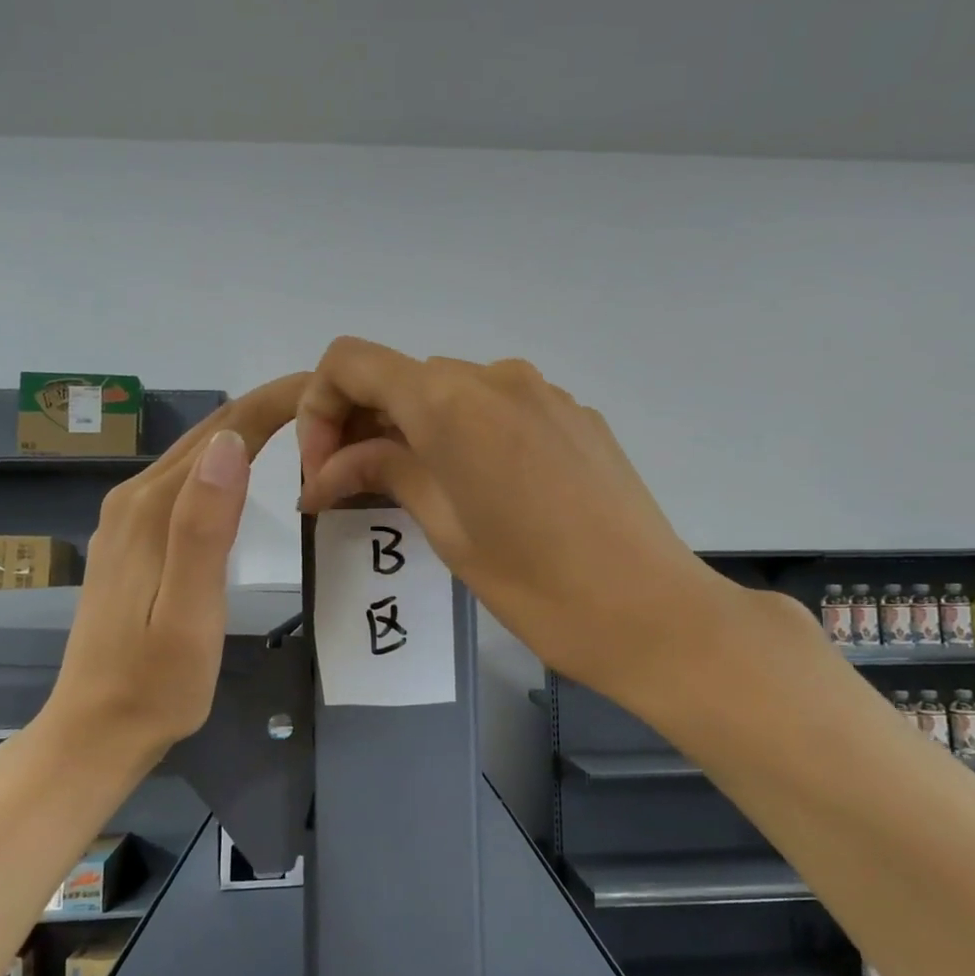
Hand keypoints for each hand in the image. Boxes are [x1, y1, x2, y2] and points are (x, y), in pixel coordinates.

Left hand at [42, 374, 306, 759]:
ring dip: (247, 432)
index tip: (328, 389)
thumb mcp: (190, 612)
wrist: (95, 730)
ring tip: (303, 429)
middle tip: (331, 406)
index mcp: (153, 509)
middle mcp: (134, 500)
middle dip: (267, 409)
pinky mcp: (131, 540)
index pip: (223, 431)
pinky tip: (247, 473)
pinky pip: (185, 483)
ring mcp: (127, 520)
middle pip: (208, 435)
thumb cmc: (156, 683)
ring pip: (195, 456)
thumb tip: (231, 444)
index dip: (275, 403)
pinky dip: (224, 465)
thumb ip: (204, 527)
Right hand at [295, 338, 722, 703]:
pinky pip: (500, 408)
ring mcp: (544, 393)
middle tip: (354, 490)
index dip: (320, 408)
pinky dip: (467, 434)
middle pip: (402, 377)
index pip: (352, 362)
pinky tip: (482, 490)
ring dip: (416, 430)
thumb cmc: (537, 586)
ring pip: (451, 392)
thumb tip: (326, 471)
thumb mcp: (446, 530)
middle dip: (364, 424)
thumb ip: (384, 474)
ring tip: (417, 494)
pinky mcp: (576, 415)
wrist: (654, 613)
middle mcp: (496, 377)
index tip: (325, 470)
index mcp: (451, 402)